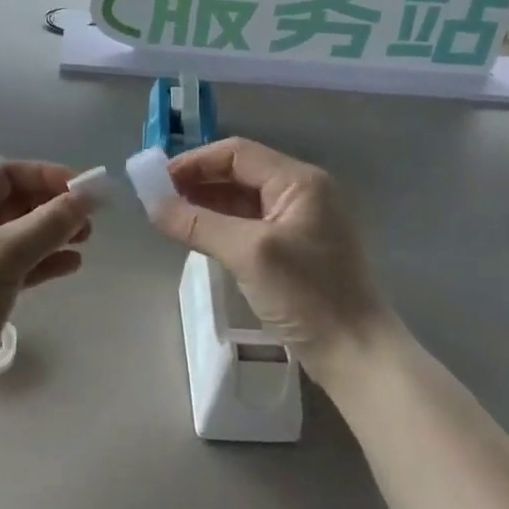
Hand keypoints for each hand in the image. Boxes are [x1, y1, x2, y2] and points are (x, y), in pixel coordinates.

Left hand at [0, 161, 93, 423]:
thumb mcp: (5, 254)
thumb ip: (50, 223)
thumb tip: (89, 195)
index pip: (7, 175)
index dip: (46, 176)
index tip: (83, 190)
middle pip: (15, 204)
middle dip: (53, 207)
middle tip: (90, 220)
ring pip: (20, 236)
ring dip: (52, 235)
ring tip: (85, 242)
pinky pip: (18, 267)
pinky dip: (43, 263)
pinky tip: (70, 266)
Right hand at [149, 138, 393, 383]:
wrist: (357, 354)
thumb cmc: (307, 295)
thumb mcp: (249, 254)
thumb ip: (198, 224)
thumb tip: (152, 205)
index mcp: (299, 181)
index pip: (237, 153)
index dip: (194, 162)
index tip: (156, 180)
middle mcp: (302, 192)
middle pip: (240, 173)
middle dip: (198, 182)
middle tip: (158, 200)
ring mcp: (300, 221)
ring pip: (243, 200)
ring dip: (207, 204)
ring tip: (170, 217)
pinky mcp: (295, 249)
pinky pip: (250, 224)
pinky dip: (223, 225)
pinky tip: (199, 235)